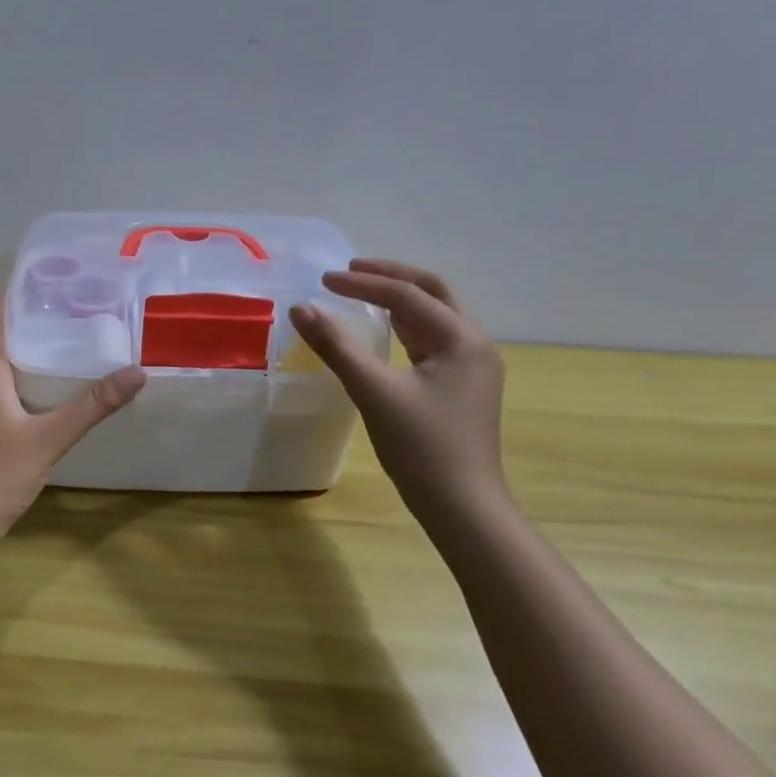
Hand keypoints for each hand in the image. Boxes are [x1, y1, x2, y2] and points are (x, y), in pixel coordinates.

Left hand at [0, 291, 145, 543]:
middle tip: (63, 306)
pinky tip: (46, 392)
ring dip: (23, 352)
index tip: (38, 277)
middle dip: (24, 321)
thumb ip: (92, 406)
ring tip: (60, 341)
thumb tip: (136, 372)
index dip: (9, 297)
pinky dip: (22, 381)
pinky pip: (1, 392)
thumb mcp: (50, 437)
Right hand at [289, 259, 507, 520]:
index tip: (324, 279)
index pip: (408, 295)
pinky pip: (432, 342)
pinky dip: (405, 327)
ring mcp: (471, 367)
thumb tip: (301, 309)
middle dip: (392, 277)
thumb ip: (337, 347)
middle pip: (433, 293)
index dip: (363, 283)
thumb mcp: (374, 392)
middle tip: (351, 270)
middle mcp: (474, 344)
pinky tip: (384, 332)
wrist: (462, 506)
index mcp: (462, 339)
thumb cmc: (421, 448)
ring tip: (362, 293)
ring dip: (400, 300)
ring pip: (434, 317)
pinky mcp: (461, 387)